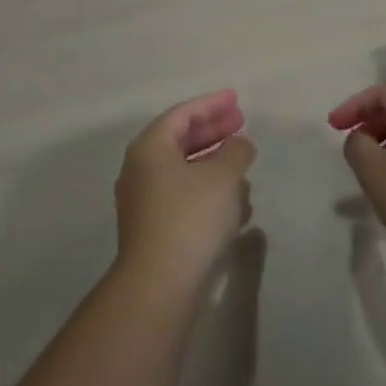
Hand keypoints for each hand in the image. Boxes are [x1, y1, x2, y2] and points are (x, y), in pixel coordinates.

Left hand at [115, 90, 256, 292]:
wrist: (160, 285)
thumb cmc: (191, 217)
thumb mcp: (223, 176)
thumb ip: (236, 151)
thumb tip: (240, 143)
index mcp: (150, 148)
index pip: (182, 114)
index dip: (212, 104)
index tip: (237, 100)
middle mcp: (142, 170)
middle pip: (181, 140)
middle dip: (213, 131)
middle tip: (241, 123)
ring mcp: (146, 202)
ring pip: (185, 171)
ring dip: (214, 163)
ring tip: (244, 162)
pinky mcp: (157, 230)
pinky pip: (186, 198)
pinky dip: (210, 192)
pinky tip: (236, 202)